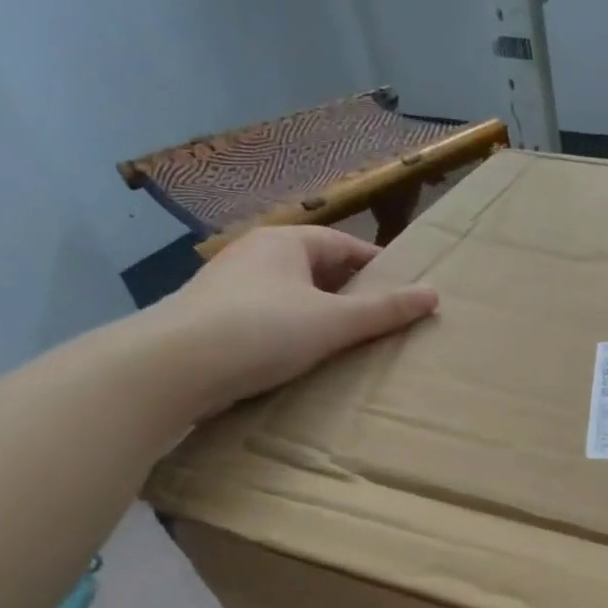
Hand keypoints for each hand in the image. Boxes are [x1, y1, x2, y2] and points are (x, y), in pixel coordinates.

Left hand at [149, 224, 437, 417]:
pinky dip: (292, 330)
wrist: (174, 365)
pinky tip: (303, 357)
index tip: (404, 292)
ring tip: (348, 342)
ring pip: (292, 294)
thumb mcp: (334, 321)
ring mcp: (230, 285)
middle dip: (350, 291)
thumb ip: (384, 310)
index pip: (345, 245)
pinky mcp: (214, 317)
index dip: (378, 267)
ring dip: (320, 313)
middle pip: (318, 268)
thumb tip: (433, 295)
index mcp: (286, 242)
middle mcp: (256, 253)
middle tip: (382, 321)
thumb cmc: (262, 330)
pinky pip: (269, 316)